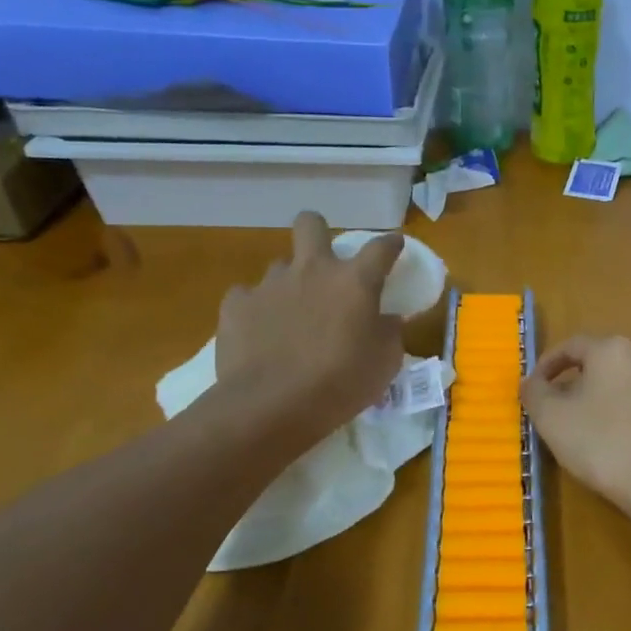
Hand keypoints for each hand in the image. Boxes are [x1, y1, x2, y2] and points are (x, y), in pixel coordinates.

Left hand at [213, 212, 405, 450]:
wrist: (272, 405)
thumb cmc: (342, 383)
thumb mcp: (385, 362)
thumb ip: (389, 332)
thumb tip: (387, 318)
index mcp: (354, 281)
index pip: (380, 248)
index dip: (390, 244)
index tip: (394, 245)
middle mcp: (311, 270)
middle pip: (311, 224)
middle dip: (318, 231)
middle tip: (325, 262)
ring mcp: (270, 285)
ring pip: (280, 266)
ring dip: (290, 283)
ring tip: (292, 316)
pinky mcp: (236, 305)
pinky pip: (247, 297)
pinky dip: (257, 310)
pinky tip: (261, 333)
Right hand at [521, 335, 630, 510]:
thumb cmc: (603, 445)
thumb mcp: (552, 419)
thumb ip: (535, 393)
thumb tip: (531, 381)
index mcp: (615, 350)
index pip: (573, 346)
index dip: (548, 365)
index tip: (535, 387)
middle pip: (607, 365)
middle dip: (584, 384)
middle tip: (566, 411)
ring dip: (615, 401)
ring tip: (600, 432)